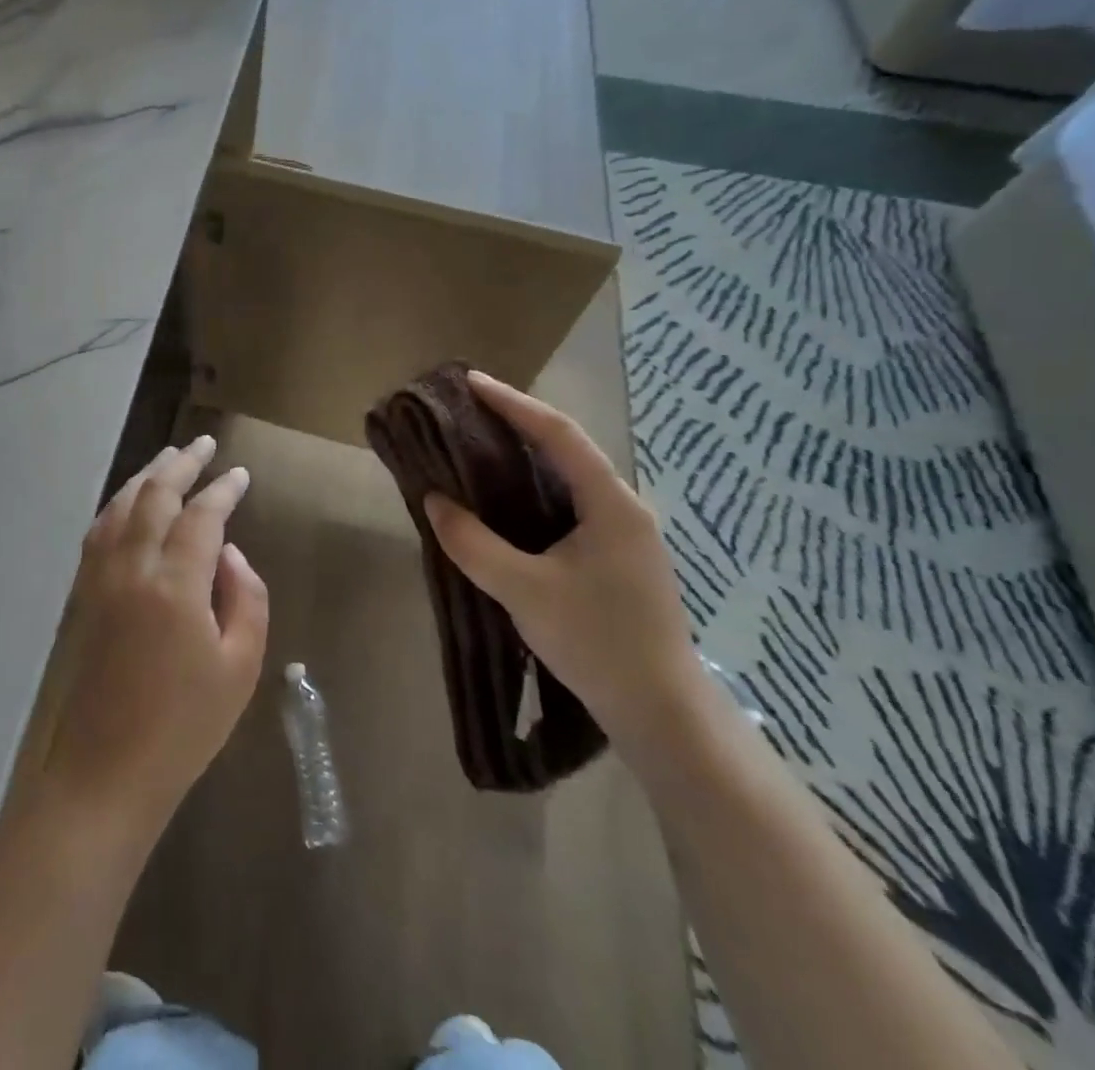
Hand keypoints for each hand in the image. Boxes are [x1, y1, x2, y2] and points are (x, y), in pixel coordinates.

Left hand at [34, 436, 268, 849]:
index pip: (201, 516)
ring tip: (170, 459)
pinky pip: (101, 530)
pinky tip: (131, 502)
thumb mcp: (241, 666)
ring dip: (147, 476)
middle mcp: (132, 568)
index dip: (223, 490)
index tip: (240, 474)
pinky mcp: (85, 595)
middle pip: (154, 495)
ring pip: (122, 506)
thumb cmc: (186, 726)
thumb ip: (246, 598)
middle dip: (181, 463)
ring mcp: (100, 579)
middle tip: (204, 444)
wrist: (107, 772)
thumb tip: (231, 553)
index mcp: (175, 585)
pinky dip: (120, 504)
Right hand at [423, 372, 706, 757]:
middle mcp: (624, 507)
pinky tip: (506, 499)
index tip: (471, 382)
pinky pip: (570, 504)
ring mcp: (625, 533)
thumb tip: (434, 501)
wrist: (661, 712)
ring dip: (526, 456)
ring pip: (569, 477)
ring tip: (479, 444)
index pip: (558, 434)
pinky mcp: (616, 557)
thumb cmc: (596, 642)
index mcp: (611, 504)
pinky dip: (534, 489)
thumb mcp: (523, 591)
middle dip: (518, 422)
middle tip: (469, 410)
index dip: (513, 403)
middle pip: (567, 448)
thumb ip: (473, 543)